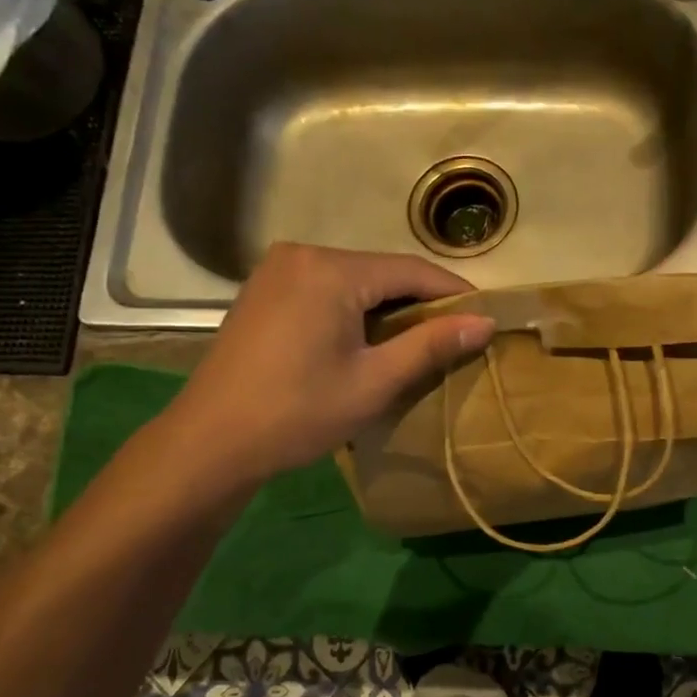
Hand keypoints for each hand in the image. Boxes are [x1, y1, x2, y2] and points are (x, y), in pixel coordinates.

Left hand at [160, 244, 495, 488]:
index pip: (411, 270)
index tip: (485, 315)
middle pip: (381, 272)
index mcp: (331, 270)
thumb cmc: (298, 412)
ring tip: (417, 342)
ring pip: (354, 280)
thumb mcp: (374, 381)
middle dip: (420, 302)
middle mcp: (303, 254)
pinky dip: (354, 309)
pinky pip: (325, 289)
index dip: (453, 292)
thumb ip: (431, 345)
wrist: (211, 441)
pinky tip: (367, 340)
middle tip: (454, 336)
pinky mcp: (263, 290)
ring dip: (388, 307)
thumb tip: (485, 322)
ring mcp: (277, 270)